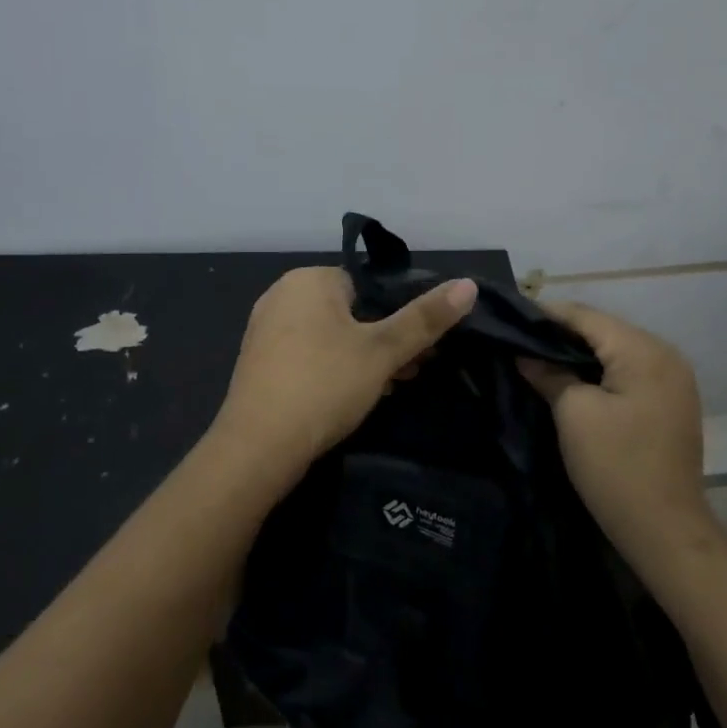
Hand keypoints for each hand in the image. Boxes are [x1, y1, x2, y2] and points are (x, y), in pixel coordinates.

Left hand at [214, 266, 477, 473]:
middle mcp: (281, 296)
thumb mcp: (382, 352)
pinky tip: (352, 398)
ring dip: (363, 358)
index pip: (368, 284)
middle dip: (384, 339)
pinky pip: (309, 356)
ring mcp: (265, 331)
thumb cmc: (324, 385)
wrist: (258, 447)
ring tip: (389, 387)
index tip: (422, 346)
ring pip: (331, 336)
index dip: (400, 314)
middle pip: (351, 311)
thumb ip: (424, 318)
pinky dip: (334, 370)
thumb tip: (469, 284)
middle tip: (411, 371)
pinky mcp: (260, 364)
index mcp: (308, 280)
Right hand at [518, 303, 715, 572]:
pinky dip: (598, 372)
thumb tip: (525, 354)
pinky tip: (570, 379)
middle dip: (560, 333)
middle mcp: (665, 354)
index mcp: (644, 350)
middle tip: (518, 339)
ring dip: (578, 354)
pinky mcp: (669, 402)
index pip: (586, 315)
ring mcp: (672, 380)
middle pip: (603, 330)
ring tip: (536, 357)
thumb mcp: (573, 413)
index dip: (545, 314)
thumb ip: (549, 374)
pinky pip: (627, 372)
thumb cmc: (615, 465)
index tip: (508, 317)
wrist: (663, 528)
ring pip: (615, 351)